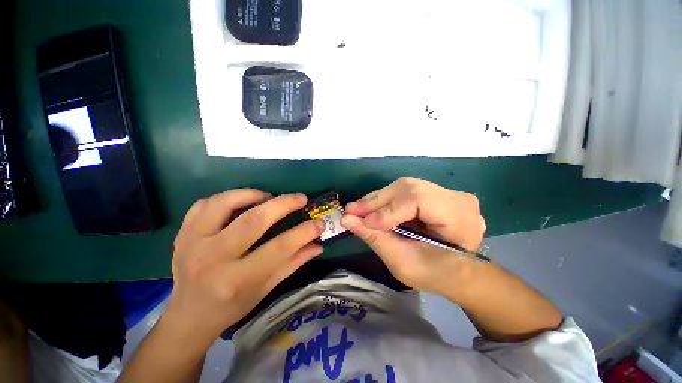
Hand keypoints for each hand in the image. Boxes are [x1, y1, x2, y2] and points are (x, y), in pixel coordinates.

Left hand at [165, 189, 324, 344]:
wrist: (189, 315)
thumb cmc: (232, 305)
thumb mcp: (266, 288)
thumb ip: (293, 263)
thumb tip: (317, 244)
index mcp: (236, 280)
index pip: (278, 249)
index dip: (303, 232)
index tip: (319, 222)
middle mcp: (212, 259)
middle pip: (253, 221)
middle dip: (283, 205)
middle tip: (300, 198)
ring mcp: (192, 243)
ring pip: (225, 204)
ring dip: (253, 194)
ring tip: (269, 197)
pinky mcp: (182, 233)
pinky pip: (204, 204)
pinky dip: (228, 197)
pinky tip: (241, 202)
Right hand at [341, 177, 485, 298]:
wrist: (457, 274)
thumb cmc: (435, 275)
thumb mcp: (403, 262)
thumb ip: (375, 238)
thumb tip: (347, 220)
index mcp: (460, 218)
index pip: (418, 200)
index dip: (388, 210)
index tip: (363, 222)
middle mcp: (457, 198)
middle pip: (409, 188)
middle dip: (377, 201)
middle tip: (352, 211)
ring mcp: (448, 193)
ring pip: (405, 186)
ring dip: (379, 199)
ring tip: (359, 210)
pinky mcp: (436, 193)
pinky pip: (406, 191)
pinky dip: (387, 200)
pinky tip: (373, 207)